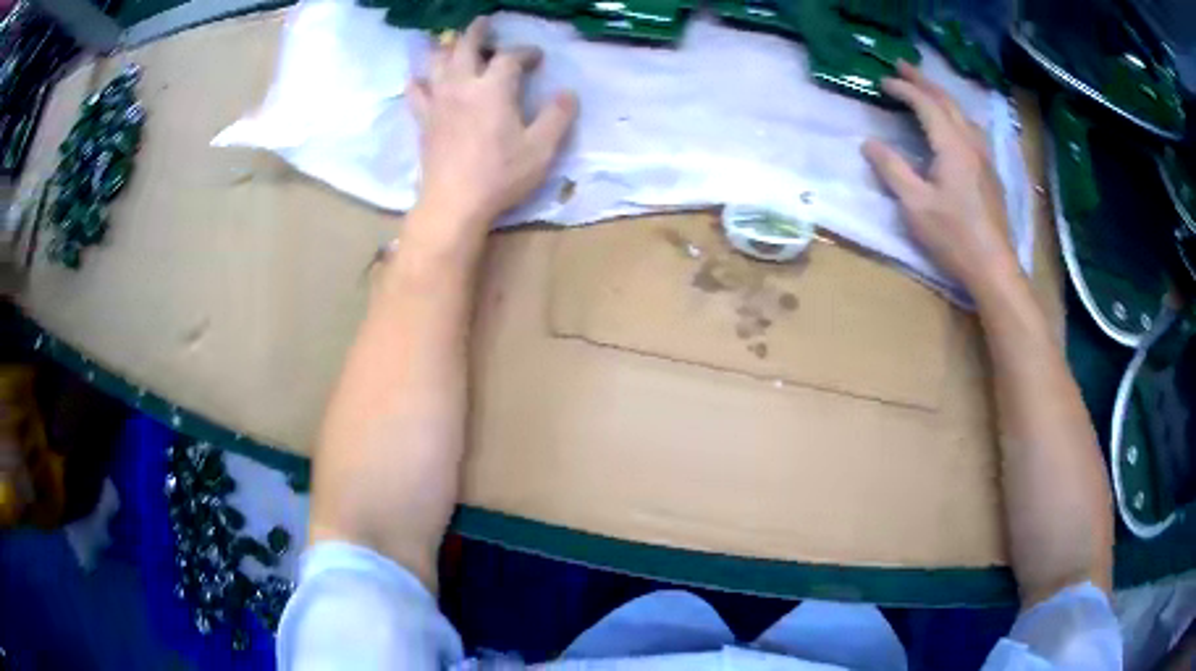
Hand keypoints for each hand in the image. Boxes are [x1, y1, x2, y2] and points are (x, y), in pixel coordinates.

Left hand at [407, 18, 577, 240]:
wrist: (454, 203)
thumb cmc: (500, 175)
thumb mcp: (542, 149)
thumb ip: (557, 117)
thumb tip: (568, 93)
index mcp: (494, 88)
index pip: (510, 57)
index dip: (525, 52)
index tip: (537, 58)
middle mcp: (462, 86)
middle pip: (465, 46)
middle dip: (477, 31)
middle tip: (484, 23)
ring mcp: (438, 102)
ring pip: (437, 63)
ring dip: (445, 48)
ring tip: (451, 43)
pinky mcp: (423, 121)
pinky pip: (415, 92)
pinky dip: (418, 81)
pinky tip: (419, 79)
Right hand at [862, 62, 1018, 292]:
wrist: (993, 267)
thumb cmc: (953, 237)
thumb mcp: (914, 205)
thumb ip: (891, 169)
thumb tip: (869, 143)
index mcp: (952, 146)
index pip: (926, 105)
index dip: (904, 90)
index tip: (883, 82)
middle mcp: (971, 144)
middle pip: (947, 102)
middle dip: (923, 82)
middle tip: (903, 67)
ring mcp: (984, 158)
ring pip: (963, 114)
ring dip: (942, 97)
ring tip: (926, 90)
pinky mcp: (990, 174)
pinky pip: (971, 130)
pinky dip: (956, 115)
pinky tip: (954, 124)